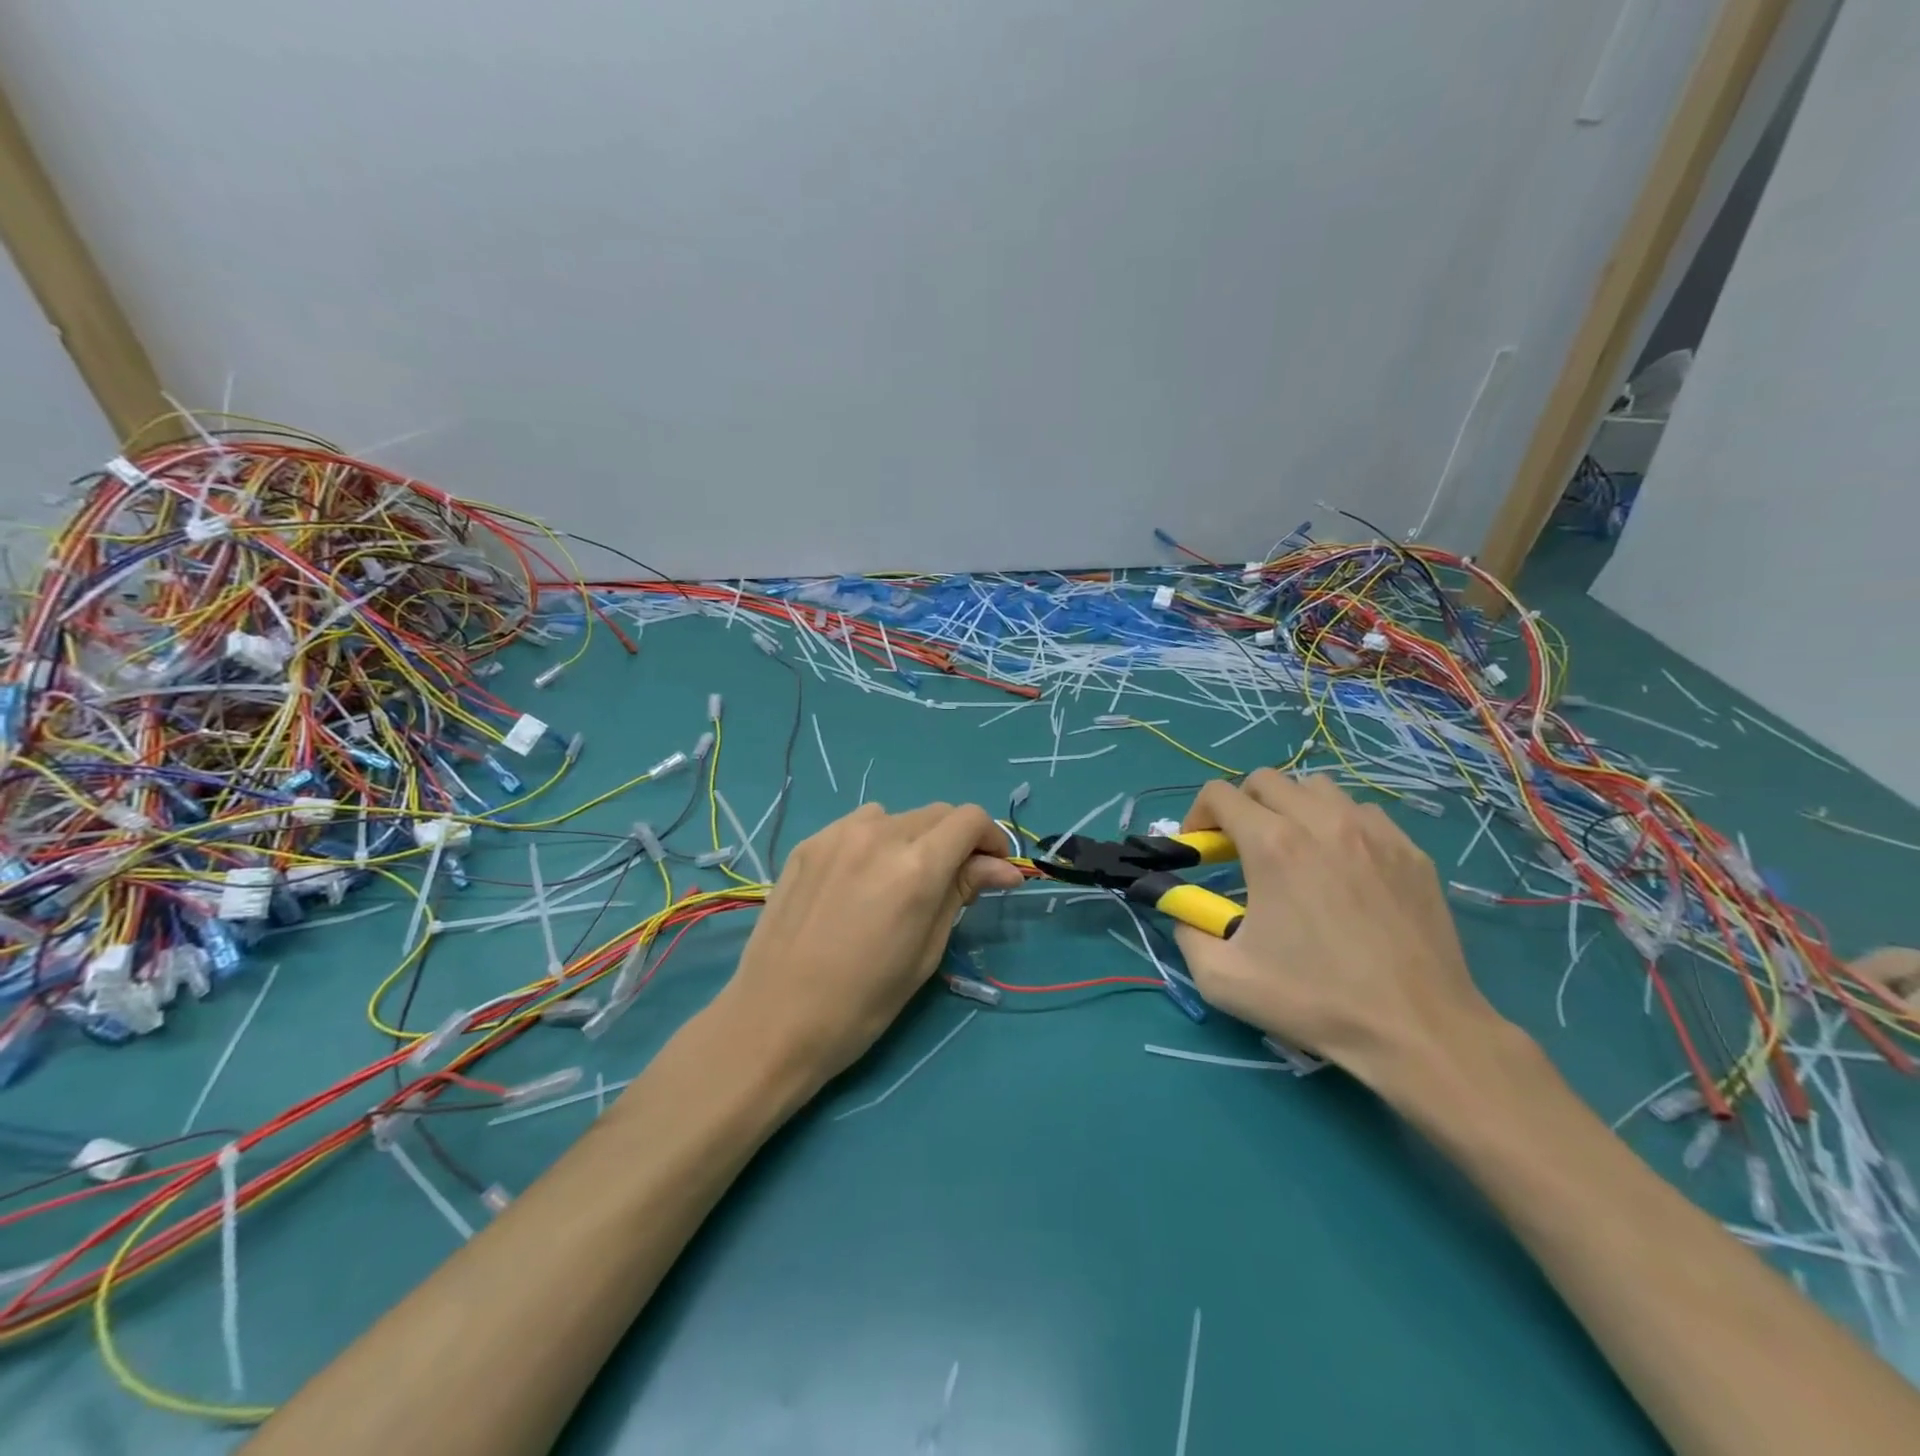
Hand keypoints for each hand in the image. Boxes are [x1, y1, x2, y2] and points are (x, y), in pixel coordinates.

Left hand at [718, 802, 1023, 1088]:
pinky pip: (857, 826)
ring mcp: (838, 834)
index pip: (970, 819)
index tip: (990, 870)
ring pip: (896, 817)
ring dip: (913, 839)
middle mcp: (879, 835)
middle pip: (936, 814)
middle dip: (955, 841)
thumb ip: (962, 893)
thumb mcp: (926, 951)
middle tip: (950, 883)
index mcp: (916, 867)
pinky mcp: (809, 843)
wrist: (776, 1019)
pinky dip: (874, 842)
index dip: (990, 840)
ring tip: (899, 882)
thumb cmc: (864, 1002)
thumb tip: (1003, 868)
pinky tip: (860, 882)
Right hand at [1171, 770, 1510, 1090]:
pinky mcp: (1410, 850)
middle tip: (1242, 849)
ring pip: (1318, 788)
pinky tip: (1342, 868)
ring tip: (1294, 851)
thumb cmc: (1314, 1001)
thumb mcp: (1222, 978)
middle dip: (1242, 805)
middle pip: (1266, 779)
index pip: (1219, 793)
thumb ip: (1187, 931)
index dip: (1198, 815)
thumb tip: (1183, 909)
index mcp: (1273, 844)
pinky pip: (1362, 813)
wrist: (1417, 1031)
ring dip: (1292, 808)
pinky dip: (1339, 825)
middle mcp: (1322, 822)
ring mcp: (1373, 832)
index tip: (1201, 849)